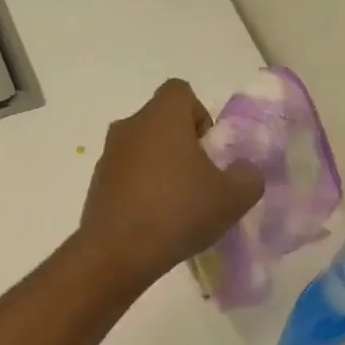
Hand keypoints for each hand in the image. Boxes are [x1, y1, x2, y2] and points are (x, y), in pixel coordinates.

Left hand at [79, 79, 263, 289]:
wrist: (118, 253)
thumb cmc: (179, 213)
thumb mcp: (233, 198)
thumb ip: (248, 177)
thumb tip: (243, 170)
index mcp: (161, 117)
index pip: (181, 92)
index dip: (200, 115)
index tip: (209, 150)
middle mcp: (130, 127)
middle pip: (161, 123)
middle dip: (182, 146)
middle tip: (198, 182)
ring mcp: (107, 156)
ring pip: (142, 151)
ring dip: (160, 170)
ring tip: (177, 208)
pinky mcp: (96, 186)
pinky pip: (126, 178)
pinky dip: (141, 191)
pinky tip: (154, 223)